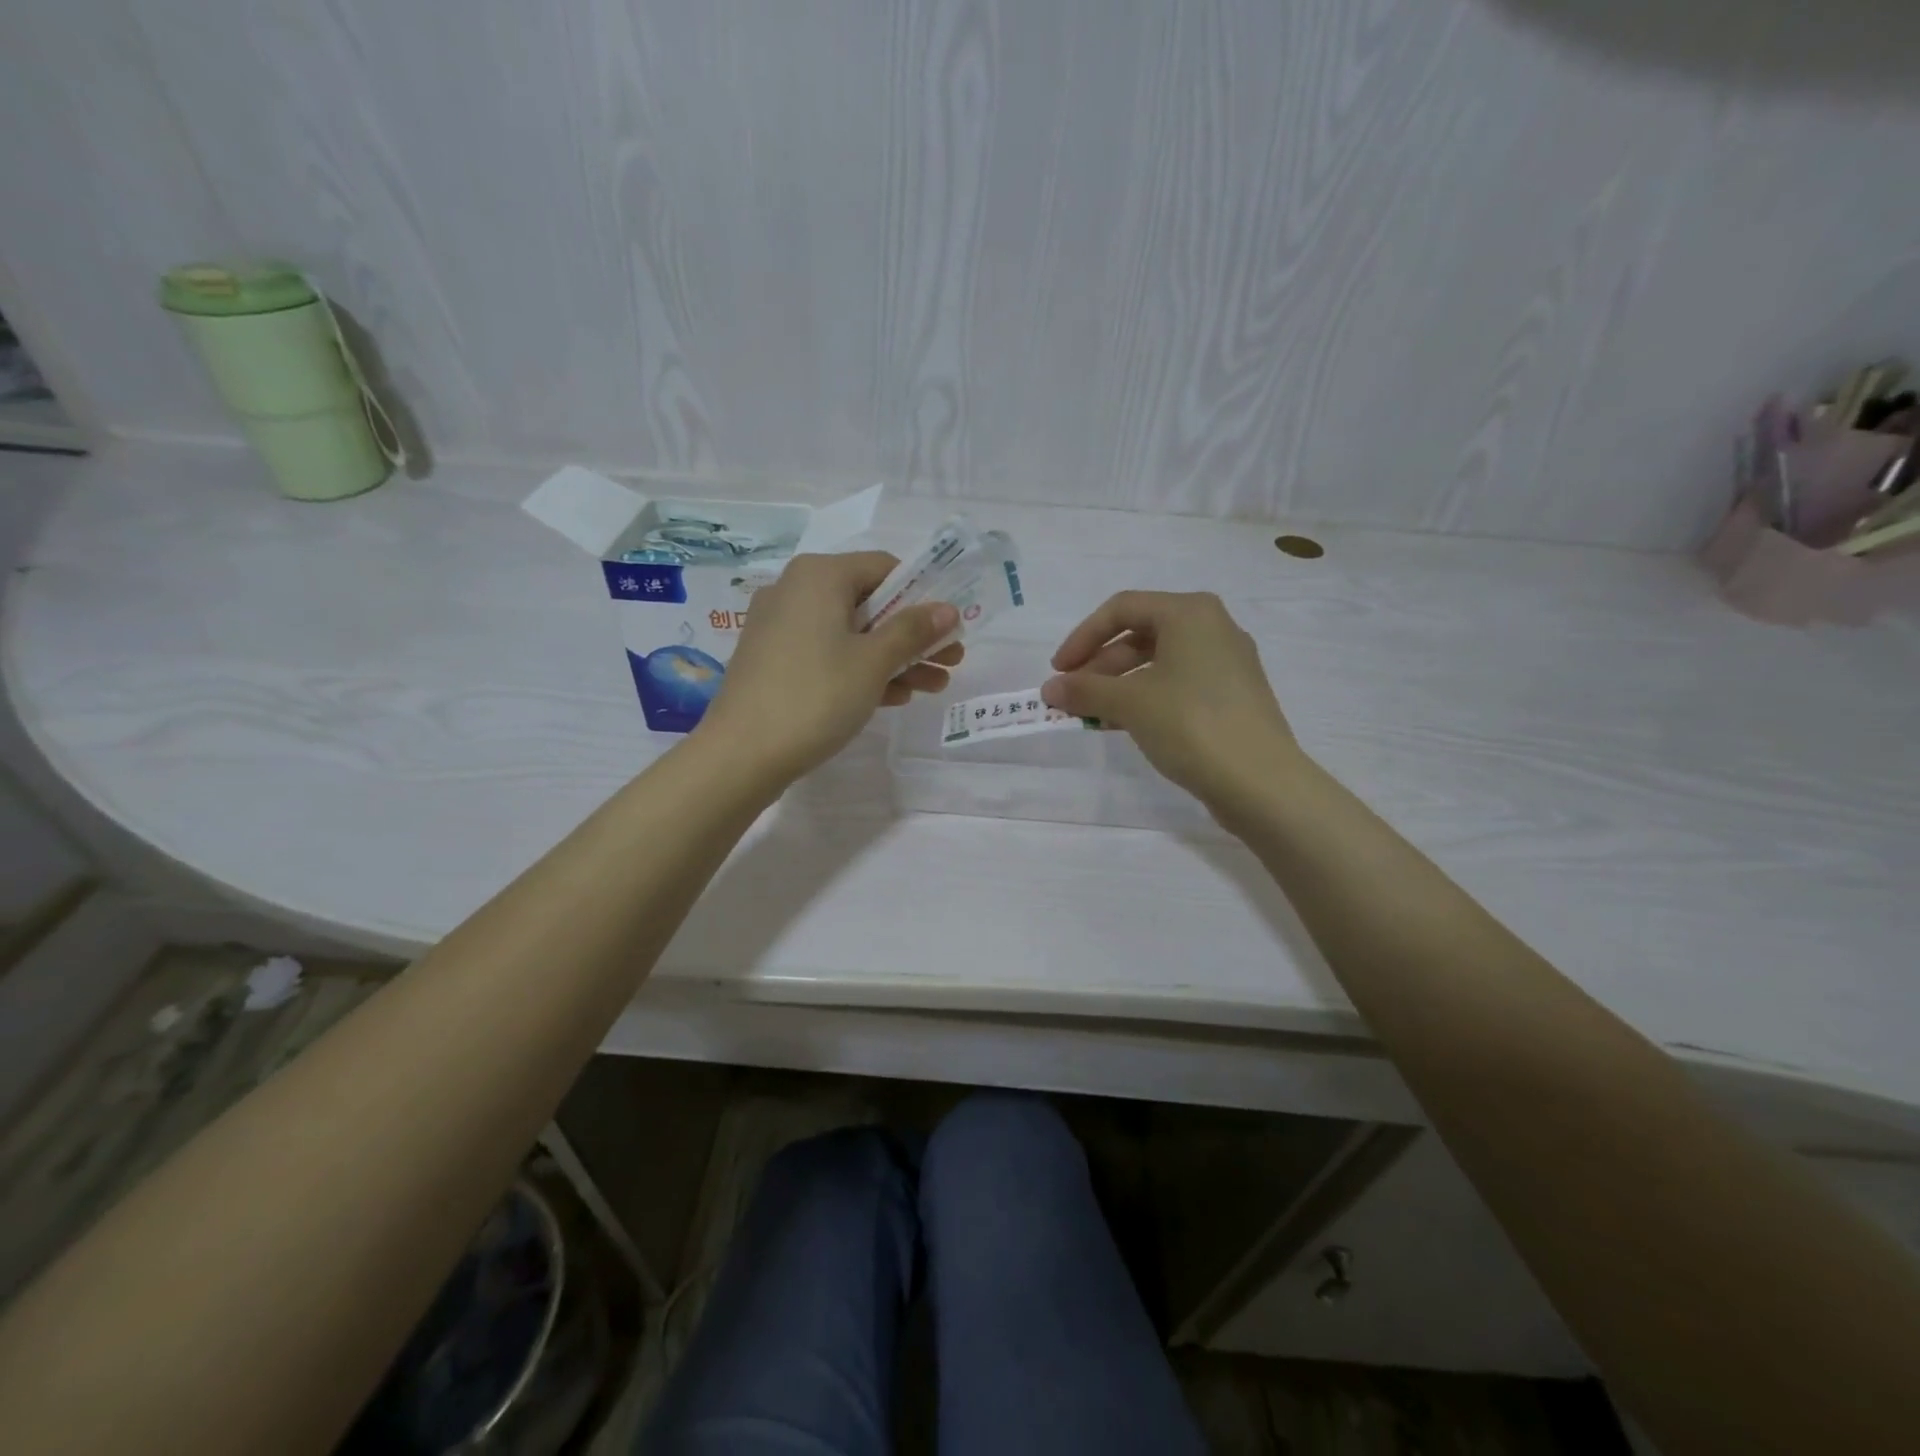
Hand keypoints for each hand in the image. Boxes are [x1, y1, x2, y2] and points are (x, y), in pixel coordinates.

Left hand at [697, 551, 962, 784]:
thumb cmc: (815, 696)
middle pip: (869, 603)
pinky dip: (861, 670)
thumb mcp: (873, 662)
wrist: (741, 755)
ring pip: (851, 634)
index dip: (923, 595)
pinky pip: (828, 654)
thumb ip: (913, 631)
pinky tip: (895, 697)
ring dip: (894, 658)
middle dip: (914, 634)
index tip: (948, 628)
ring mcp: (781, 627)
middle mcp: (796, 590)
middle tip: (951, 661)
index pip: (884, 567)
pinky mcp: (774, 661)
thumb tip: (948, 609)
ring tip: (934, 686)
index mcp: (819, 575)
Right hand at [1041, 591, 1300, 813]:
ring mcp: (1227, 663)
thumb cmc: (1191, 724)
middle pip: (1140, 634)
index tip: (1058, 671)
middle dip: (1100, 664)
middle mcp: (1212, 627)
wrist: (1260, 782)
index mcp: (1190, 613)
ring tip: (1093, 715)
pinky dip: (1146, 698)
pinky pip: (1178, 684)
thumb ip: (1085, 690)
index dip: (1082, 638)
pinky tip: (1124, 725)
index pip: (1121, 609)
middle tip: (1073, 696)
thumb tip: (1050, 689)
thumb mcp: (1130, 703)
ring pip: (1158, 662)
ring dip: (1119, 685)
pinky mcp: (1232, 696)